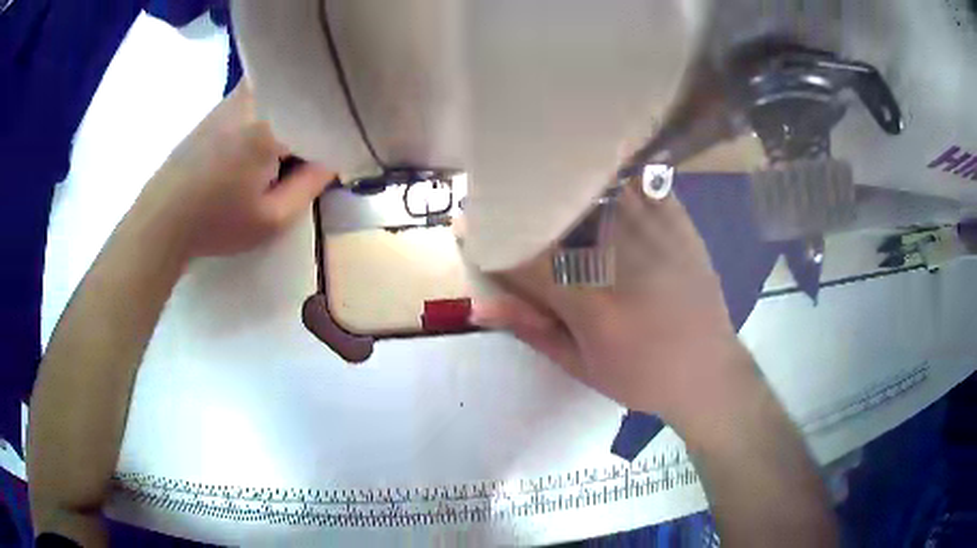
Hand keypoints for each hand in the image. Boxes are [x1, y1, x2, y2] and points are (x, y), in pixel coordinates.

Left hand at [139, 83, 334, 257]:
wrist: (161, 219)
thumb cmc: (215, 223)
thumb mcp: (271, 219)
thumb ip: (311, 186)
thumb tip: (335, 159)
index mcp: (270, 125)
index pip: (323, 119)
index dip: (336, 139)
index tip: (336, 162)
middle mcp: (254, 99)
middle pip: (303, 97)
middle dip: (315, 121)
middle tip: (313, 156)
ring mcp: (234, 98)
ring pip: (282, 95)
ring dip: (293, 116)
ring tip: (287, 150)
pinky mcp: (221, 106)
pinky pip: (262, 97)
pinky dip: (273, 113)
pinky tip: (261, 142)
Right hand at [471, 180, 753, 425]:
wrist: (708, 374)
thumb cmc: (642, 378)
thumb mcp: (581, 367)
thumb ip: (531, 330)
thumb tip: (481, 307)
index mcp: (592, 306)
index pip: (527, 261)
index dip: (491, 240)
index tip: (467, 222)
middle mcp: (622, 263)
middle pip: (561, 214)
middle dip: (524, 200)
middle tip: (501, 189)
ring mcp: (657, 239)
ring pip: (601, 190)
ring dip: (567, 180)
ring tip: (546, 172)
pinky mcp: (682, 228)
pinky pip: (646, 185)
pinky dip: (620, 174)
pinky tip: (603, 171)